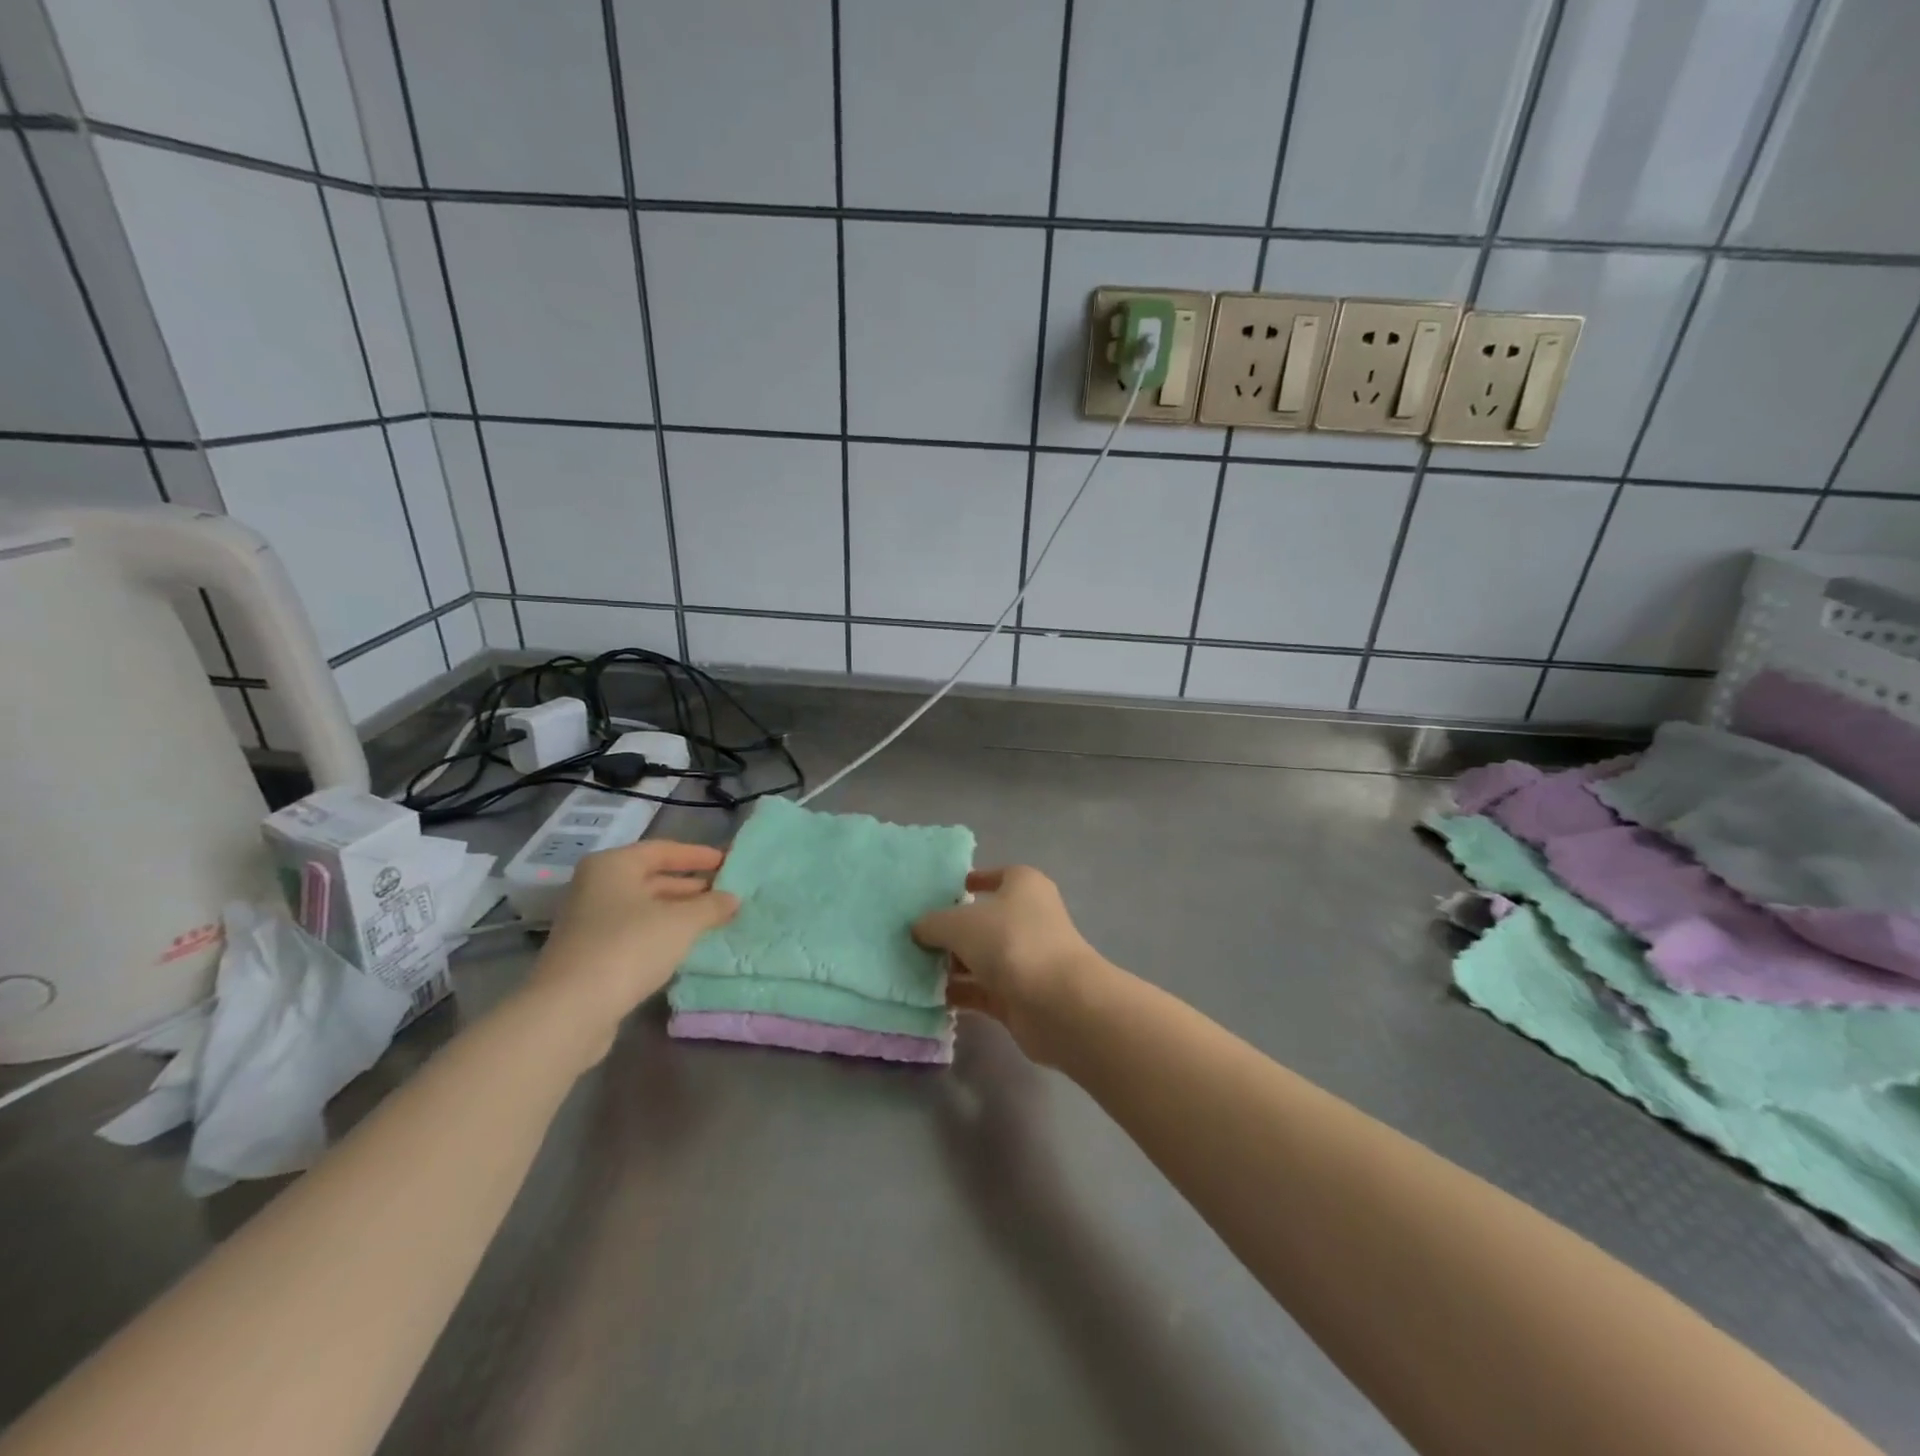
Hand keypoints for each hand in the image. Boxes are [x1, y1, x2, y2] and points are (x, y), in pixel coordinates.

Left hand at [525, 840, 737, 1056]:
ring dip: (678, 912)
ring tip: (713, 919)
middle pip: (651, 878)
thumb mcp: (682, 922)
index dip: (698, 855)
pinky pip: (634, 933)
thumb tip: (733, 899)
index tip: (728, 862)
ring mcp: (589, 922)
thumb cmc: (629, 947)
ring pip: (643, 908)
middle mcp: (596, 887)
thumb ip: (711, 906)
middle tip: (726, 893)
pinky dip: (661, 934)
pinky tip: (684, 945)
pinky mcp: (589, 954)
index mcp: (612, 865)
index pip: (663, 850)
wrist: (570, 1010)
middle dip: (690, 886)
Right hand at [912, 867, 1106, 1064]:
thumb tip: (919, 929)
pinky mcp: (1020, 995)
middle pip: (984, 920)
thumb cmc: (1010, 941)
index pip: (997, 876)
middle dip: (952, 930)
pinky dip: (960, 992)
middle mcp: (1028, 918)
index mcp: (1024, 886)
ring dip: (952, 964)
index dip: (974, 881)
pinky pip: (982, 989)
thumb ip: (933, 923)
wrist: (1057, 1002)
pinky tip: (929, 996)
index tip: (944, 891)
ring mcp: (1026, 959)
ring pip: (981, 957)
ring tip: (913, 968)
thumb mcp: (960, 923)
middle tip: (914, 937)